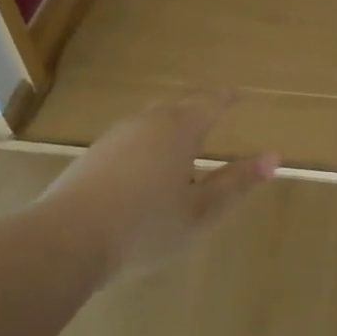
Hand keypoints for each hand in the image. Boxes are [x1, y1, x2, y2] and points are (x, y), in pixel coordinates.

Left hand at [36, 90, 279, 280]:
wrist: (63, 242)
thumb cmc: (144, 226)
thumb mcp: (200, 212)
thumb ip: (236, 183)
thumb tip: (273, 157)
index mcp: (177, 130)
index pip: (208, 102)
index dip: (225, 97)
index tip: (236, 93)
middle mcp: (145, 124)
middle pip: (177, 106)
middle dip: (197, 106)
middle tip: (213, 109)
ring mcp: (114, 139)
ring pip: (150, 122)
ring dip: (170, 126)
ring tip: (183, 142)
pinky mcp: (91, 158)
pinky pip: (130, 140)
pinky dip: (147, 144)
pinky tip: (145, 170)